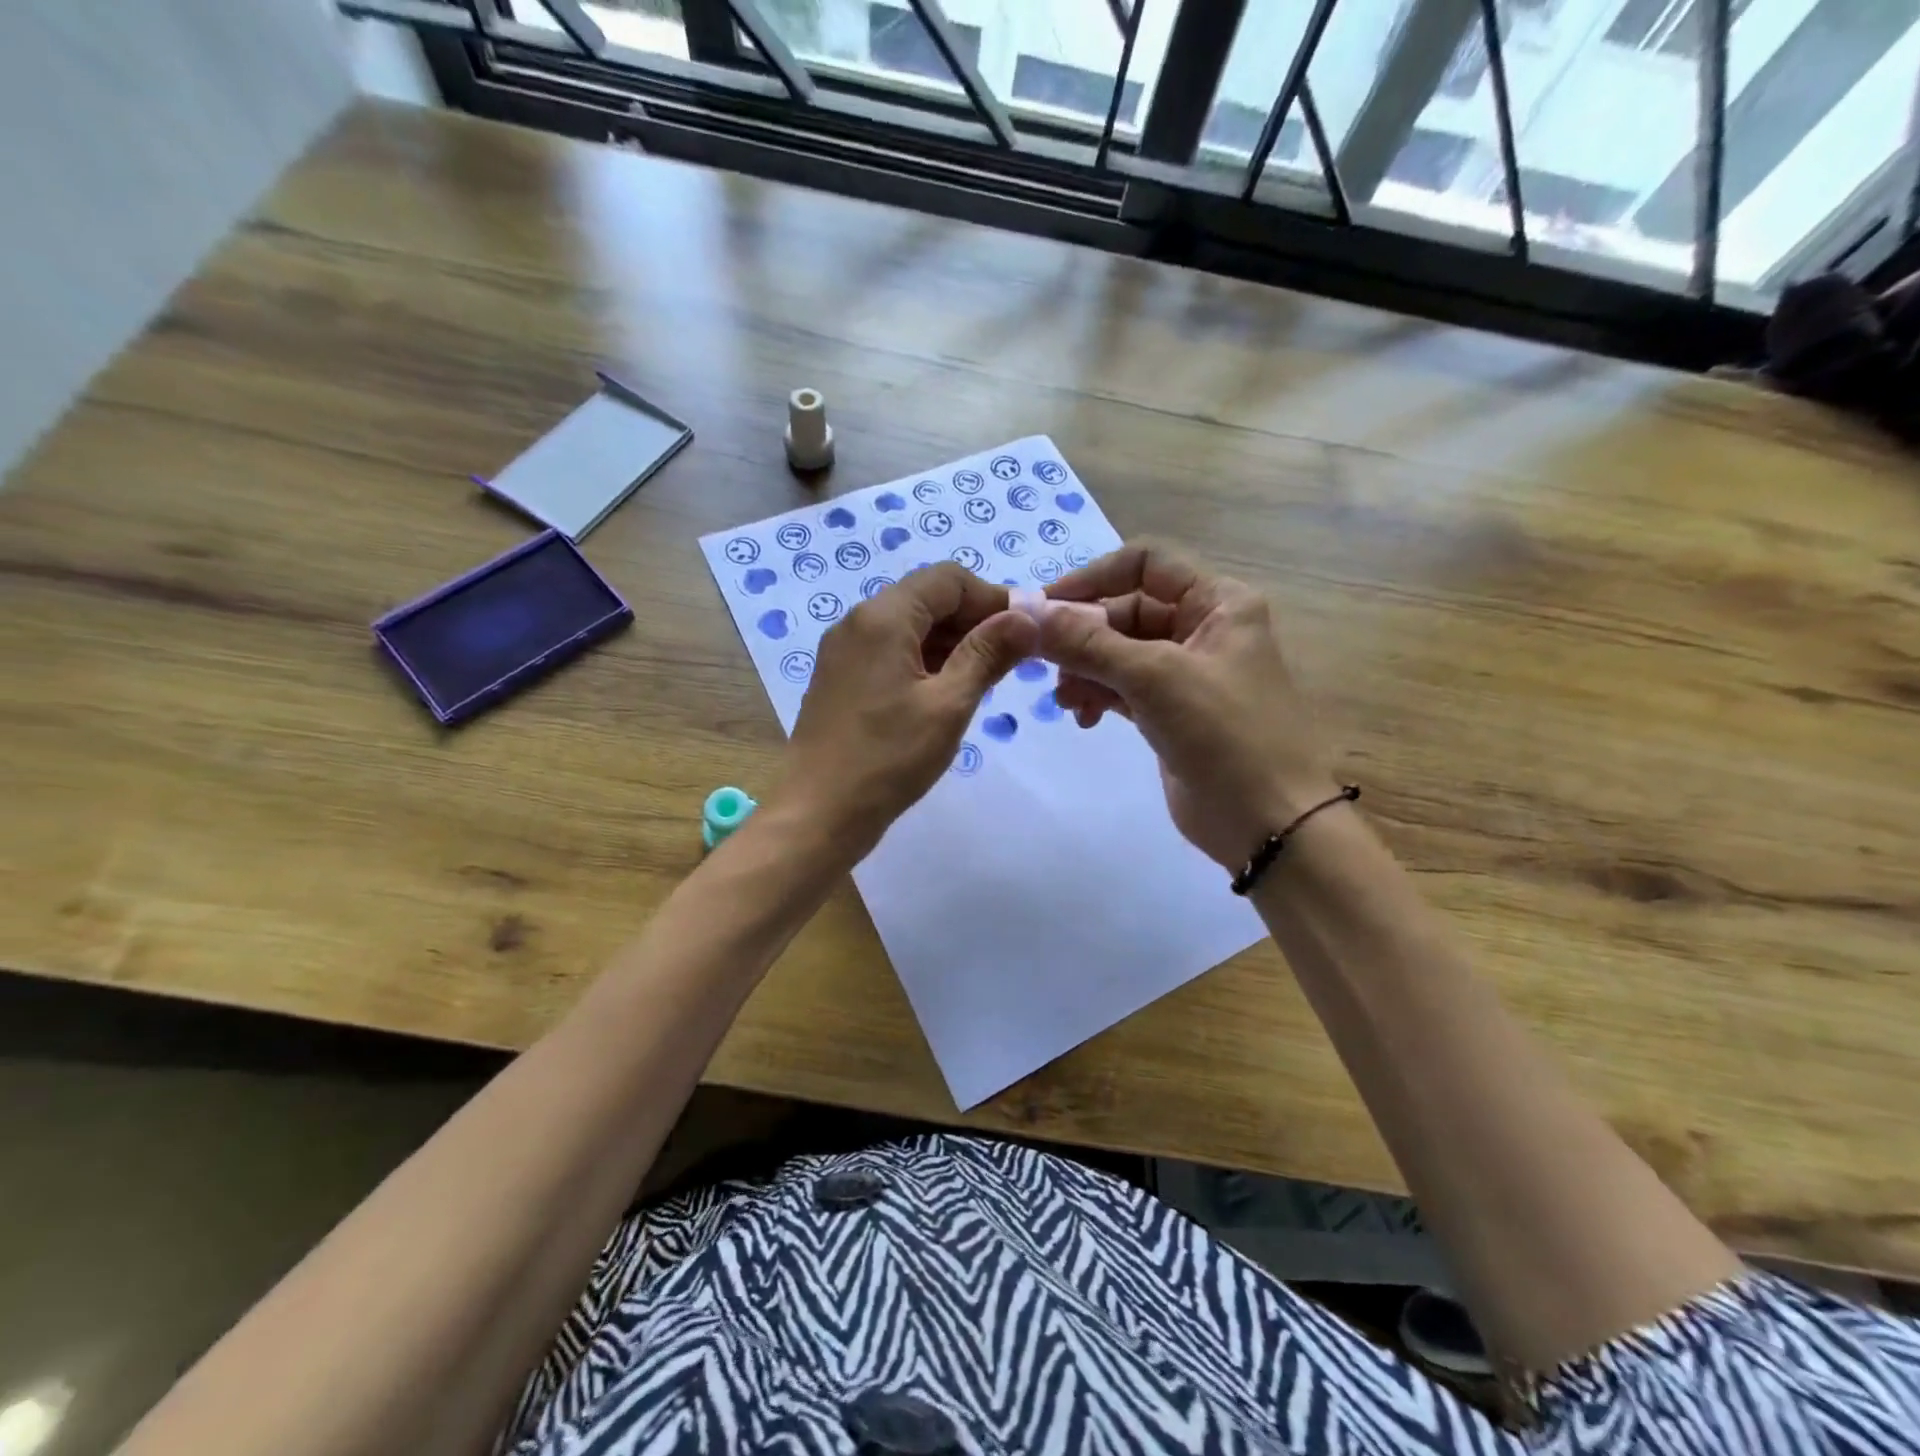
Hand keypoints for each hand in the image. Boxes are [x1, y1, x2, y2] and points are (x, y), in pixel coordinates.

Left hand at [773, 564, 1036, 857]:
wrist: (818, 812)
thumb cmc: (888, 758)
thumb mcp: (949, 705)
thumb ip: (988, 654)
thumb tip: (1027, 617)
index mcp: (883, 617)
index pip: (948, 579)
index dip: (992, 598)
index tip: (1025, 631)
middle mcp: (858, 621)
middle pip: (927, 598)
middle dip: (973, 620)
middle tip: (1010, 659)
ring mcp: (844, 650)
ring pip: (909, 625)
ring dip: (950, 642)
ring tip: (984, 679)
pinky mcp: (840, 677)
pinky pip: (890, 651)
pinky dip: (924, 660)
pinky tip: (946, 693)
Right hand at [1039, 542, 1335, 868]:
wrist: (1266, 822)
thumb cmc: (1224, 734)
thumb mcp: (1155, 678)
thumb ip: (1089, 643)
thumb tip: (1028, 613)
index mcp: (1218, 602)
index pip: (1145, 564)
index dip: (1092, 579)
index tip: (1044, 608)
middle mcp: (1203, 627)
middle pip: (1125, 612)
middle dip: (1084, 638)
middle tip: (1045, 666)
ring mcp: (1187, 672)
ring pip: (1119, 653)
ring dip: (1085, 671)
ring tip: (1068, 703)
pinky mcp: (1171, 711)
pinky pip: (1123, 688)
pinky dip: (1099, 697)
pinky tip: (1085, 720)